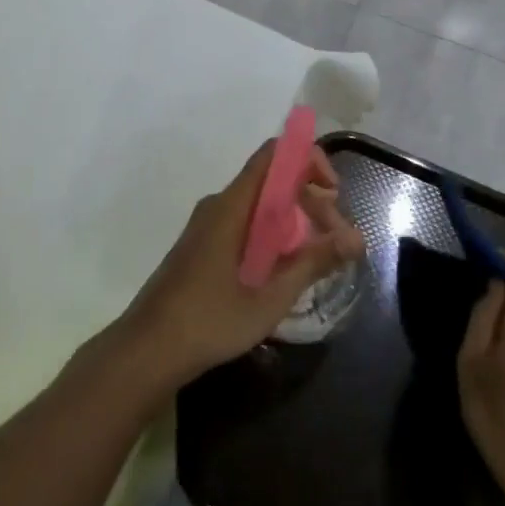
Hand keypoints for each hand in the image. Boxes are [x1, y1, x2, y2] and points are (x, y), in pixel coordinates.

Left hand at [114, 141, 363, 388]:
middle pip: (272, 182)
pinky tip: (285, 270)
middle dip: (310, 202)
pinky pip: (245, 224)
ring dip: (294, 222)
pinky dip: (273, 235)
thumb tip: (357, 238)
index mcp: (233, 206)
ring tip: (318, 258)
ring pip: (260, 206)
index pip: (274, 156)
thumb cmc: (209, 320)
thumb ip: (313, 263)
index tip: (334, 194)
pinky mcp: (203, 246)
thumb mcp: (270, 297)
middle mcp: (219, 205)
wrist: (147, 349)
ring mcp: (208, 226)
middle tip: (337, 242)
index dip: (308, 161)